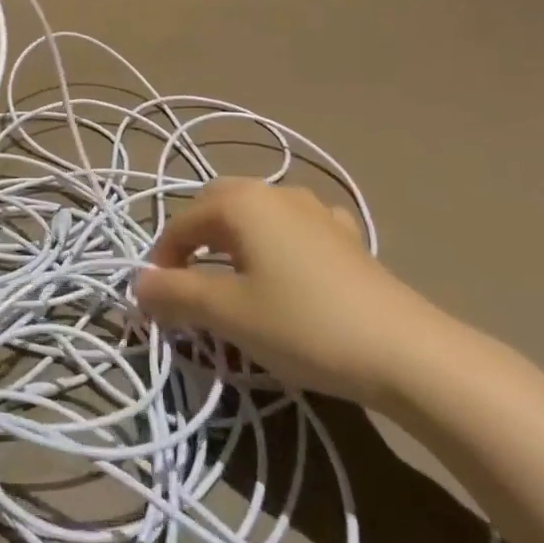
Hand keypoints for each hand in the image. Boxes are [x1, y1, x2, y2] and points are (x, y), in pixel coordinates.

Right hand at [133, 178, 452, 408]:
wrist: (406, 351)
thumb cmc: (303, 324)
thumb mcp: (227, 314)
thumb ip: (175, 295)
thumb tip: (137, 285)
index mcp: (241, 201)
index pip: (181, 222)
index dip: (162, 260)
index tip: (159, 303)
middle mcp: (275, 192)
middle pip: (217, 208)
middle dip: (195, 242)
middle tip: (191, 288)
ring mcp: (315, 210)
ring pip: (256, 217)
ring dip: (234, 243)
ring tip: (235, 284)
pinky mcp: (345, 236)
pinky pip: (294, 230)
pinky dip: (276, 247)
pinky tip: (288, 275)